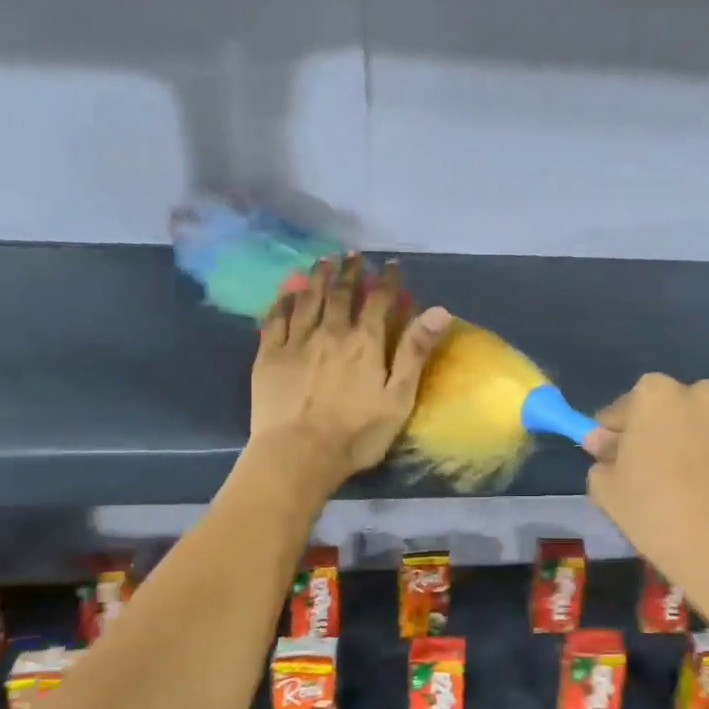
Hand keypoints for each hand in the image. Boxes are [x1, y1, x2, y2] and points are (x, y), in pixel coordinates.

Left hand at [251, 256, 449, 489]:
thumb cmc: (356, 433)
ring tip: (323, 261)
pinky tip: (286, 292)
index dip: (387, 280)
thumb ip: (415, 351)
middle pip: (341, 294)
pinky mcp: (269, 356)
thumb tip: (440, 310)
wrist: (298, 454)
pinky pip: (276, 319)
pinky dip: (283, 301)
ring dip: (317, 278)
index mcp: (364, 343)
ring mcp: (296, 342)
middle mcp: (330, 332)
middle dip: (350, 271)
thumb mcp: (398, 397)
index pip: (379, 301)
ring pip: (308, 299)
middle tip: (353, 254)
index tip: (391, 264)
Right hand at [585, 375, 708, 624]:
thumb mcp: (611, 495)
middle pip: (679, 410)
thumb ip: (603, 459)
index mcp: (657, 396)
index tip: (620, 461)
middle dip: (672, 435)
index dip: (621, 434)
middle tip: (668, 479)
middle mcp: (707, 392)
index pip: (628, 407)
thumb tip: (605, 441)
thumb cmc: (664, 521)